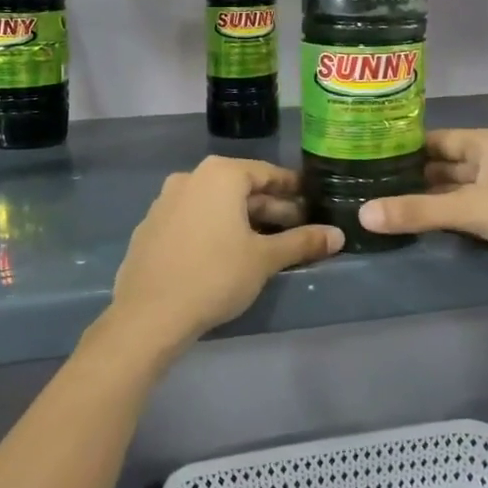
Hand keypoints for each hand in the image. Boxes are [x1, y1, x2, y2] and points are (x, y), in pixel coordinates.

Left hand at [106, 156, 342, 353]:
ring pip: (216, 205)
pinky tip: (227, 254)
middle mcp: (190, 178)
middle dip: (270, 208)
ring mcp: (166, 202)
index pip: (266, 173)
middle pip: (240, 188)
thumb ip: (302, 242)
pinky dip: (215, 229)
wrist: (149, 314)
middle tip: (297, 228)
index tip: (311, 200)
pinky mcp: (151, 227)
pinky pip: (193, 219)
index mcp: (220, 175)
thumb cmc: (216, 275)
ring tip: (267, 244)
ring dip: (243, 220)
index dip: (292, 188)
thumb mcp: (265, 259)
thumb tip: (338, 236)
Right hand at [357, 129, 487, 306]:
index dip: (402, 146)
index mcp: (487, 144)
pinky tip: (417, 226)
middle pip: (443, 165)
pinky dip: (445, 218)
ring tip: (380, 204)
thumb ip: (419, 211)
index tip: (365, 154)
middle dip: (409, 175)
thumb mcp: (474, 209)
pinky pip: (467, 213)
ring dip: (426, 199)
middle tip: (364, 184)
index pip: (435, 139)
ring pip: (454, 191)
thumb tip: (362, 213)